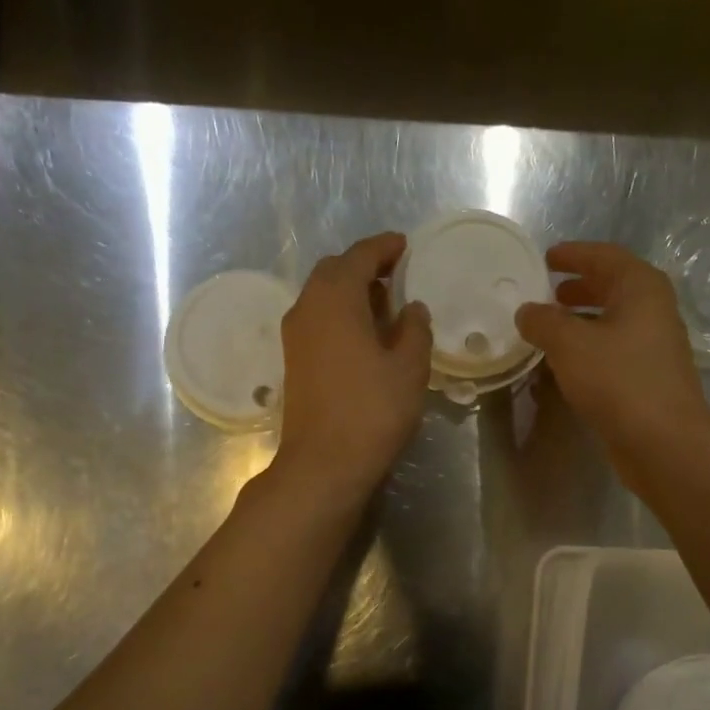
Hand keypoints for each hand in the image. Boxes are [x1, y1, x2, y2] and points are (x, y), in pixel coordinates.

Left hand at [272, 232, 432, 501]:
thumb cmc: (372, 410)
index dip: (384, 247)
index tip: (405, 245)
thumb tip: (411, 308)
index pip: (359, 256)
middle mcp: (307, 308)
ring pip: (322, 296)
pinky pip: (318, 320)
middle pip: (334, 271)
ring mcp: (295, 336)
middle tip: (397, 274)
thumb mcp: (409, 368)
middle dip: (364, 266)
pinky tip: (366, 334)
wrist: (323, 463)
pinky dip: (341, 314)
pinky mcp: (294, 361)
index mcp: (335, 298)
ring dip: (351, 291)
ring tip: (386, 304)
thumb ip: (414, 329)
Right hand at [515, 242, 709, 474]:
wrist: (663, 442)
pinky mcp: (647, 377)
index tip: (545, 258)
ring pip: (611, 320)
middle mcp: (653, 310)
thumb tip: (526, 311)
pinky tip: (563, 363)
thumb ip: (543, 322)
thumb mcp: (570, 344)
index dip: (573, 254)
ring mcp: (653, 345)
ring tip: (547, 327)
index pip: (604, 256)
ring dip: (580, 319)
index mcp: (641, 288)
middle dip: (577, 287)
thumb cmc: (618, 381)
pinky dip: (587, 347)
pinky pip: (612, 349)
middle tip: (545, 292)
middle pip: (611, 287)